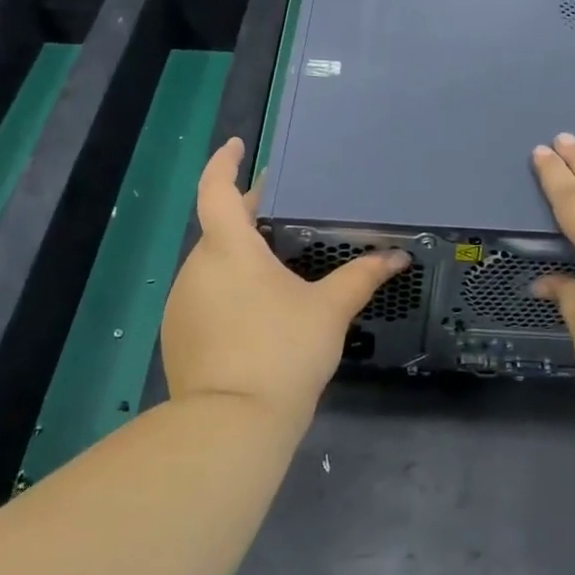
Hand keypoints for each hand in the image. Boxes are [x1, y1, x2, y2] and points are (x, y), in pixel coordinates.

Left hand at [162, 137, 409, 429]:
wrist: (231, 428)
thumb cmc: (282, 352)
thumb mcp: (329, 311)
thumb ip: (361, 277)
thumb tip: (396, 257)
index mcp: (228, 249)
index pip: (216, 190)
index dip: (224, 163)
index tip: (238, 146)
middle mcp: (196, 269)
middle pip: (220, 230)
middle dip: (249, 218)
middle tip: (283, 215)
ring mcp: (181, 305)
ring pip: (213, 267)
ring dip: (240, 260)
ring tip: (279, 270)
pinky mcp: (178, 337)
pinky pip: (206, 299)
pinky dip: (230, 293)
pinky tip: (259, 315)